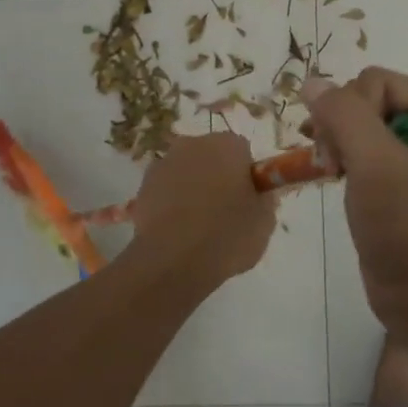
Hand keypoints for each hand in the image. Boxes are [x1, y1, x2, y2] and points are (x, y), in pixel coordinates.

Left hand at [129, 132, 278, 291]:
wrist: (173, 261)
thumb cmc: (227, 235)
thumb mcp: (265, 221)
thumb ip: (264, 199)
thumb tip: (257, 194)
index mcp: (227, 145)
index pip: (242, 151)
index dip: (246, 176)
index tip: (246, 200)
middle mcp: (193, 144)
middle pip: (211, 156)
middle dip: (217, 176)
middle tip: (224, 212)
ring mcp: (164, 163)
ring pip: (186, 171)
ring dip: (192, 188)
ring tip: (197, 226)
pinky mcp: (142, 186)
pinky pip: (165, 189)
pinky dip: (171, 202)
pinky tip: (177, 230)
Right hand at [302, 69, 407, 334]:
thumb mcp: (377, 165)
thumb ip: (343, 115)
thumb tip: (311, 82)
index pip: (375, 81)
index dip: (350, 113)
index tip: (339, 156)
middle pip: (367, 98)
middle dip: (342, 128)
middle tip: (333, 167)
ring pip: (359, 122)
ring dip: (337, 144)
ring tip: (331, 173)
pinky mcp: (402, 178)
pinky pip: (362, 148)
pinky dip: (343, 159)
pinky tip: (335, 178)